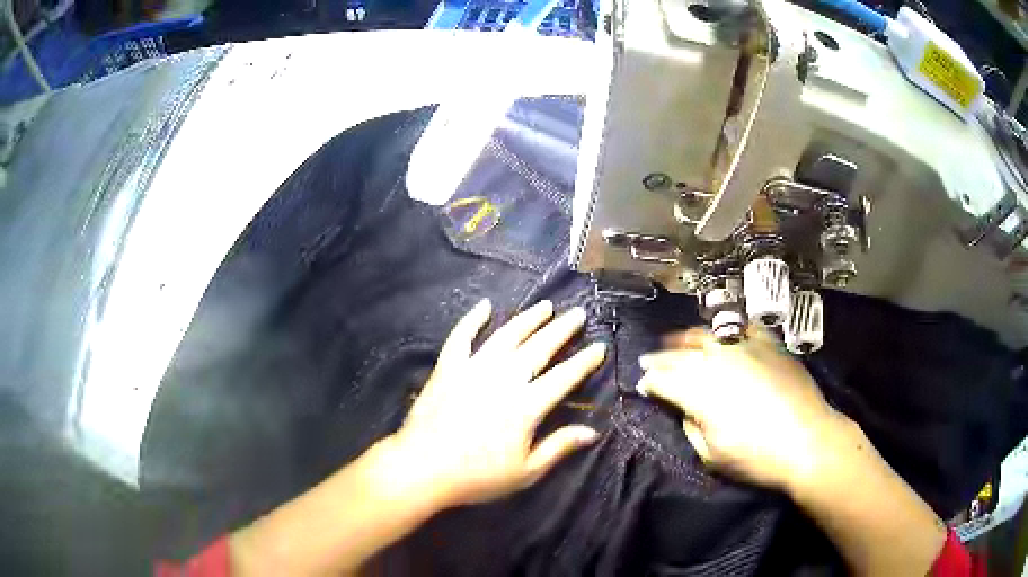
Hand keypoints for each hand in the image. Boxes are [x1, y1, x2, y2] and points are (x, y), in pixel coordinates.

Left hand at [389, 298, 606, 508]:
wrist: (422, 468)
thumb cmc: (477, 477)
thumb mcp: (525, 472)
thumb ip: (559, 447)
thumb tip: (592, 432)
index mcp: (526, 406)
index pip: (563, 377)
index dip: (584, 361)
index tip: (600, 346)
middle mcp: (503, 379)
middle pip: (538, 348)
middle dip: (562, 329)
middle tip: (578, 314)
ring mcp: (473, 369)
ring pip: (506, 336)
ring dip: (528, 319)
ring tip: (545, 306)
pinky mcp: (447, 367)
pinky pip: (461, 336)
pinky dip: (473, 319)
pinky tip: (485, 305)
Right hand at [637, 326, 843, 490]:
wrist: (808, 441)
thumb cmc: (757, 458)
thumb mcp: (712, 455)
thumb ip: (692, 427)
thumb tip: (686, 410)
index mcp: (700, 392)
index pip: (665, 380)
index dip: (650, 382)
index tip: (642, 384)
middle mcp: (718, 362)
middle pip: (681, 356)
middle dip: (661, 358)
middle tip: (649, 360)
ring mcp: (746, 348)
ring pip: (709, 336)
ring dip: (688, 339)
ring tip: (676, 339)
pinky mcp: (769, 345)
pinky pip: (745, 328)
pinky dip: (731, 329)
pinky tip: (726, 332)